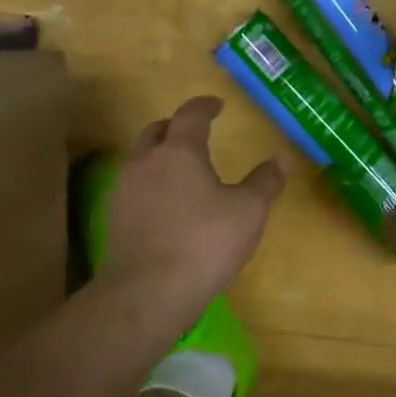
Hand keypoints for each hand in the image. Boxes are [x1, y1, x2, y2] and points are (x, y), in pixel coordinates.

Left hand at [102, 97, 284, 316]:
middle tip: (195, 133)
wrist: (149, 291)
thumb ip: (265, 182)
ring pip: (140, 159)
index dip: (204, 106)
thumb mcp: (248, 212)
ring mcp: (124, 190)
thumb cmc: (205, 244)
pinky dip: (150, 185)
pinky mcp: (114, 218)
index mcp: (179, 151)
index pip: (190, 115)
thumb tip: (282, 158)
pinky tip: (164, 205)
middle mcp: (145, 162)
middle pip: (156, 131)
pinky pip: (133, 188)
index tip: (217, 105)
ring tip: (181, 170)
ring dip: (159, 156)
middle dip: (175, 127)